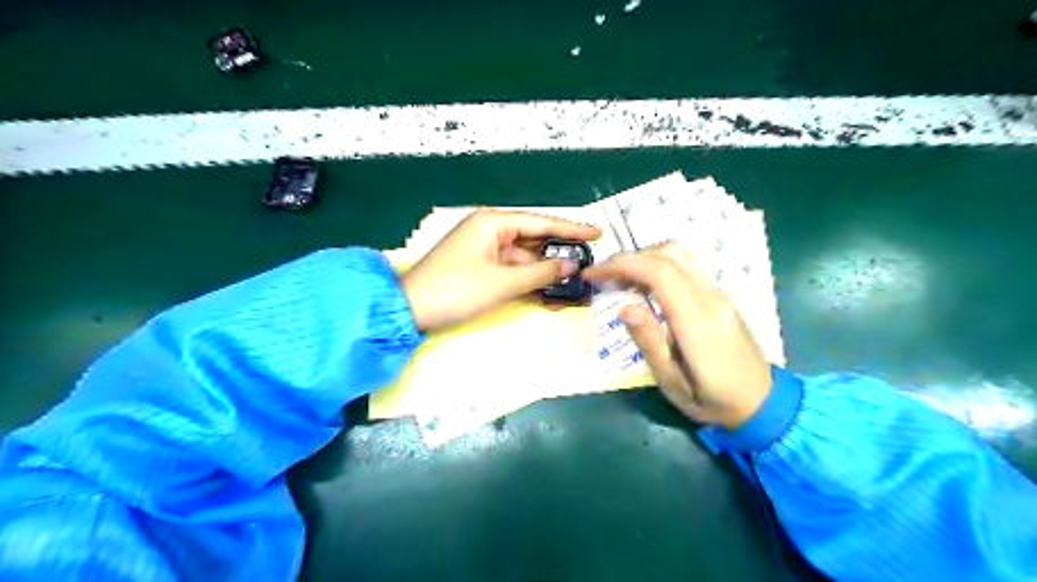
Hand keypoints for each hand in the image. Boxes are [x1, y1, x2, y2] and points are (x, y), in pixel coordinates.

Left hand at [401, 209, 603, 333]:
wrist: (410, 311)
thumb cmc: (456, 290)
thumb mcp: (502, 282)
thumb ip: (540, 273)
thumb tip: (571, 266)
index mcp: (493, 222)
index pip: (541, 222)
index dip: (571, 228)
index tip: (598, 232)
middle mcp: (490, 230)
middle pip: (534, 239)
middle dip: (559, 254)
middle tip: (589, 263)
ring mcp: (484, 249)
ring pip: (524, 257)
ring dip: (545, 271)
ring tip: (574, 283)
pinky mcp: (480, 266)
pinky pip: (511, 269)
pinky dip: (528, 279)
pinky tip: (548, 290)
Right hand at [583, 243, 768, 428]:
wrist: (763, 404)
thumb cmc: (713, 401)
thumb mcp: (673, 384)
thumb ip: (649, 342)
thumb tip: (625, 308)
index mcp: (697, 320)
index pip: (659, 273)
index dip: (621, 265)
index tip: (593, 275)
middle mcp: (711, 297)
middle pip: (670, 253)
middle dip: (630, 257)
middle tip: (604, 277)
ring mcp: (720, 294)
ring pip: (680, 255)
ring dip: (645, 259)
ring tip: (621, 280)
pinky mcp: (721, 297)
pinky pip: (688, 268)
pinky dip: (660, 266)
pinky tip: (645, 287)